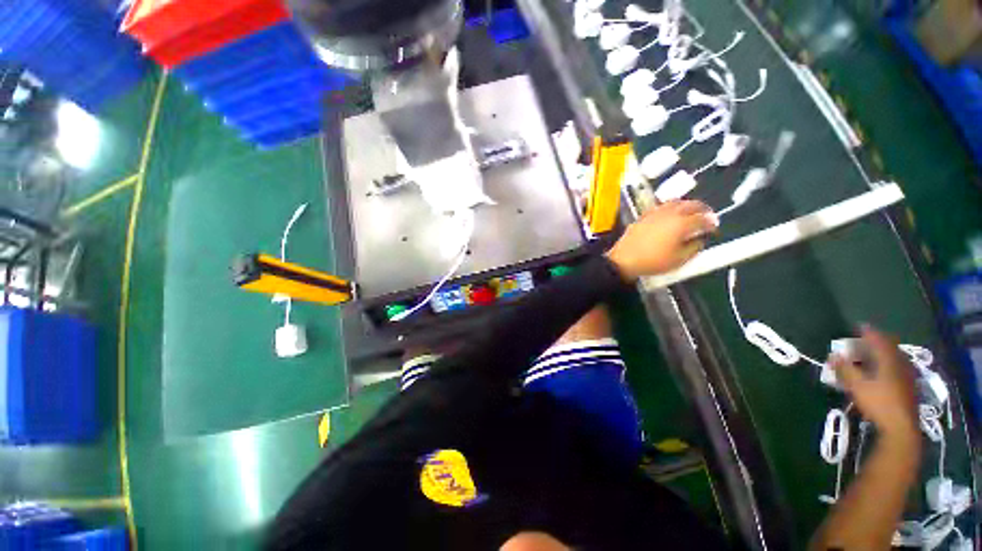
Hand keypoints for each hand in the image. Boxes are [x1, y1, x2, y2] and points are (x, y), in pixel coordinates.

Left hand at [605, 200, 716, 280]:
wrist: (624, 260)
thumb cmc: (653, 262)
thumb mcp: (679, 260)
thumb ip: (694, 248)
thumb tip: (699, 240)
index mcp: (681, 224)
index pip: (702, 219)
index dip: (711, 223)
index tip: (714, 227)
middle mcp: (669, 214)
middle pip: (690, 204)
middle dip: (701, 208)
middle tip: (706, 214)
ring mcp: (654, 213)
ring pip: (674, 202)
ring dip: (685, 204)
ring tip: (689, 211)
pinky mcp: (643, 216)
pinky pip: (660, 206)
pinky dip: (669, 207)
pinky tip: (669, 214)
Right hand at [831, 326, 917, 438]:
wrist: (901, 427)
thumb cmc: (878, 402)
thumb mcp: (857, 386)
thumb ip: (845, 369)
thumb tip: (832, 355)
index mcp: (889, 359)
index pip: (878, 339)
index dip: (868, 332)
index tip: (858, 326)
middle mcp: (900, 362)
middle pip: (889, 347)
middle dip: (876, 342)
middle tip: (864, 340)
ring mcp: (907, 375)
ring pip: (895, 357)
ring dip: (882, 353)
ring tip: (871, 355)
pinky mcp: (909, 385)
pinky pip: (898, 366)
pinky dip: (888, 363)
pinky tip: (883, 371)